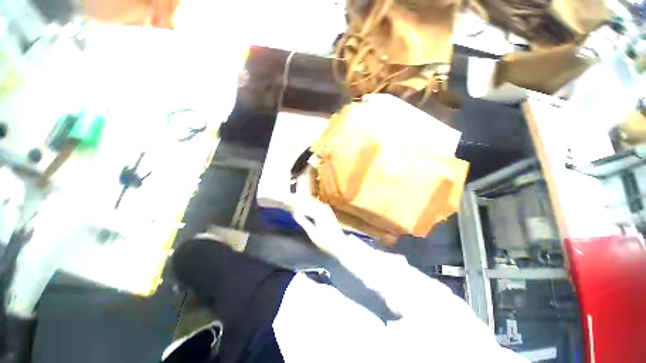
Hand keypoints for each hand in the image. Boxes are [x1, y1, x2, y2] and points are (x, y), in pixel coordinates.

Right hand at [288, 196, 346, 255]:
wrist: (340, 244)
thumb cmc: (325, 240)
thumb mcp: (312, 233)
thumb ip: (303, 221)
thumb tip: (294, 212)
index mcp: (319, 212)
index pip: (305, 204)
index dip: (297, 201)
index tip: (289, 198)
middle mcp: (323, 208)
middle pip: (310, 201)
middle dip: (301, 199)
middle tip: (292, 197)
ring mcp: (327, 210)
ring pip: (315, 202)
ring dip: (307, 200)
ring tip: (298, 198)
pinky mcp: (329, 212)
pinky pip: (319, 204)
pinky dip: (313, 203)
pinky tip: (309, 203)